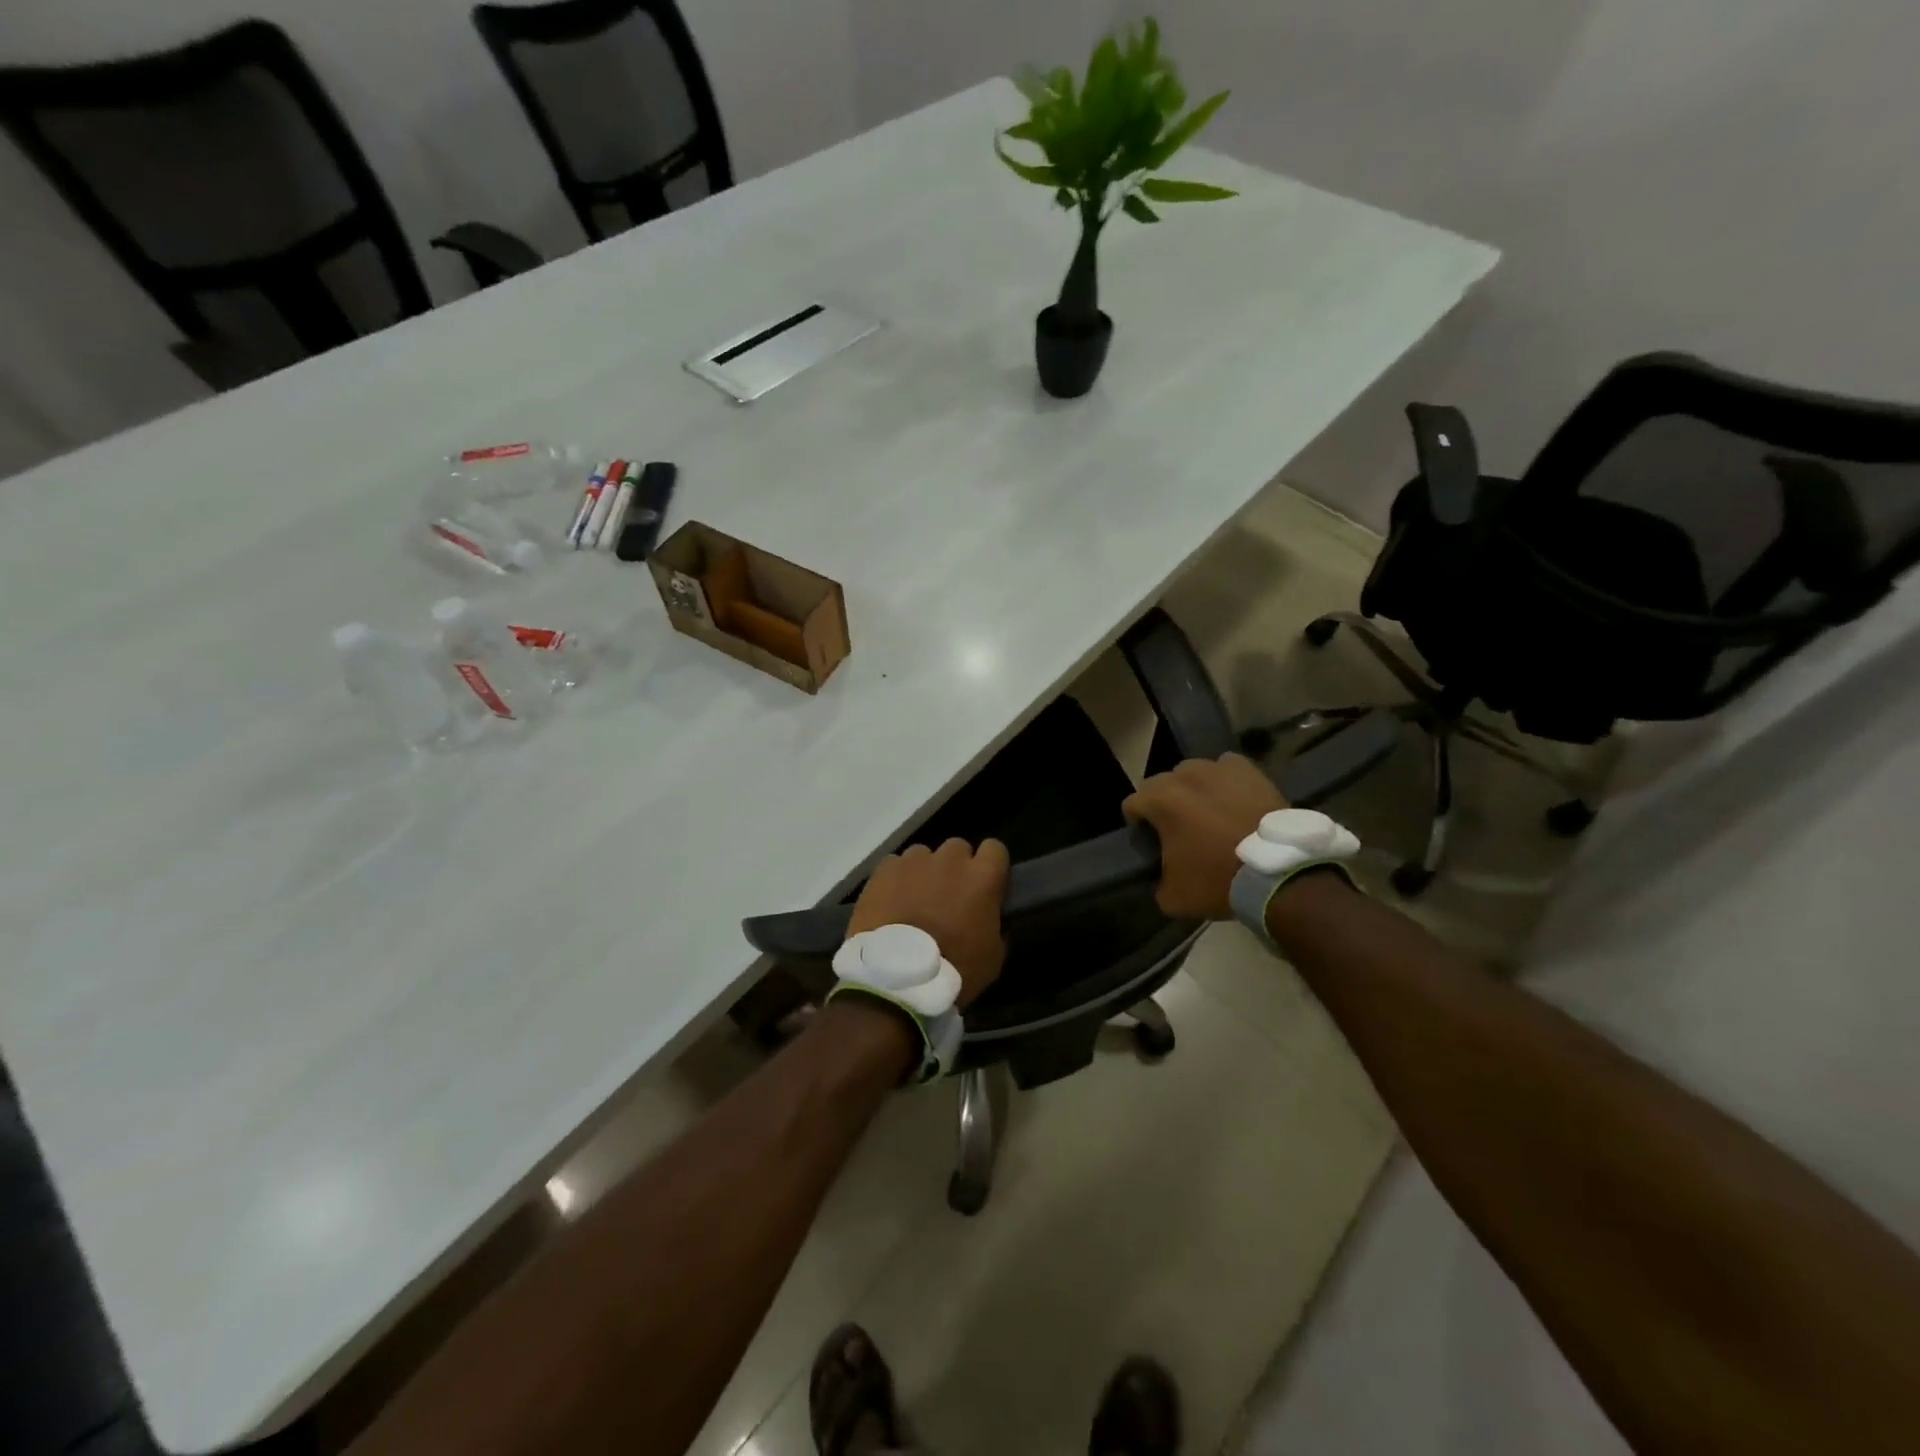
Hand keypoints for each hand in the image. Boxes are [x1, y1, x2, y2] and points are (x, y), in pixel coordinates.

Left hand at [846, 838, 1010, 1007]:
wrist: (897, 978)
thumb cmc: (954, 969)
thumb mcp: (993, 957)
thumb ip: (997, 927)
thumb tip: (991, 919)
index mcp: (982, 876)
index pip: (996, 849)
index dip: (991, 866)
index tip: (986, 884)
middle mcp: (950, 859)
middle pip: (958, 849)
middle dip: (956, 867)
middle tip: (949, 896)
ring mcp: (914, 861)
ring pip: (924, 855)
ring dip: (925, 872)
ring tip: (915, 900)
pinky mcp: (884, 869)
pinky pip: (895, 866)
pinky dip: (896, 879)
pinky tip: (891, 902)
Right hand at [1122, 754, 1286, 920]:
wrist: (1279, 873)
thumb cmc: (1218, 881)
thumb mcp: (1174, 896)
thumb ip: (1157, 880)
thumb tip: (1162, 875)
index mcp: (1160, 801)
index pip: (1131, 804)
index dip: (1137, 823)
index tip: (1150, 841)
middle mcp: (1185, 776)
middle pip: (1161, 784)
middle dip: (1164, 803)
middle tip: (1179, 829)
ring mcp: (1218, 769)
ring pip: (1193, 772)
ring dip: (1193, 789)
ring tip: (1208, 812)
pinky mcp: (1249, 770)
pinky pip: (1226, 767)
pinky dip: (1224, 780)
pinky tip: (1232, 799)